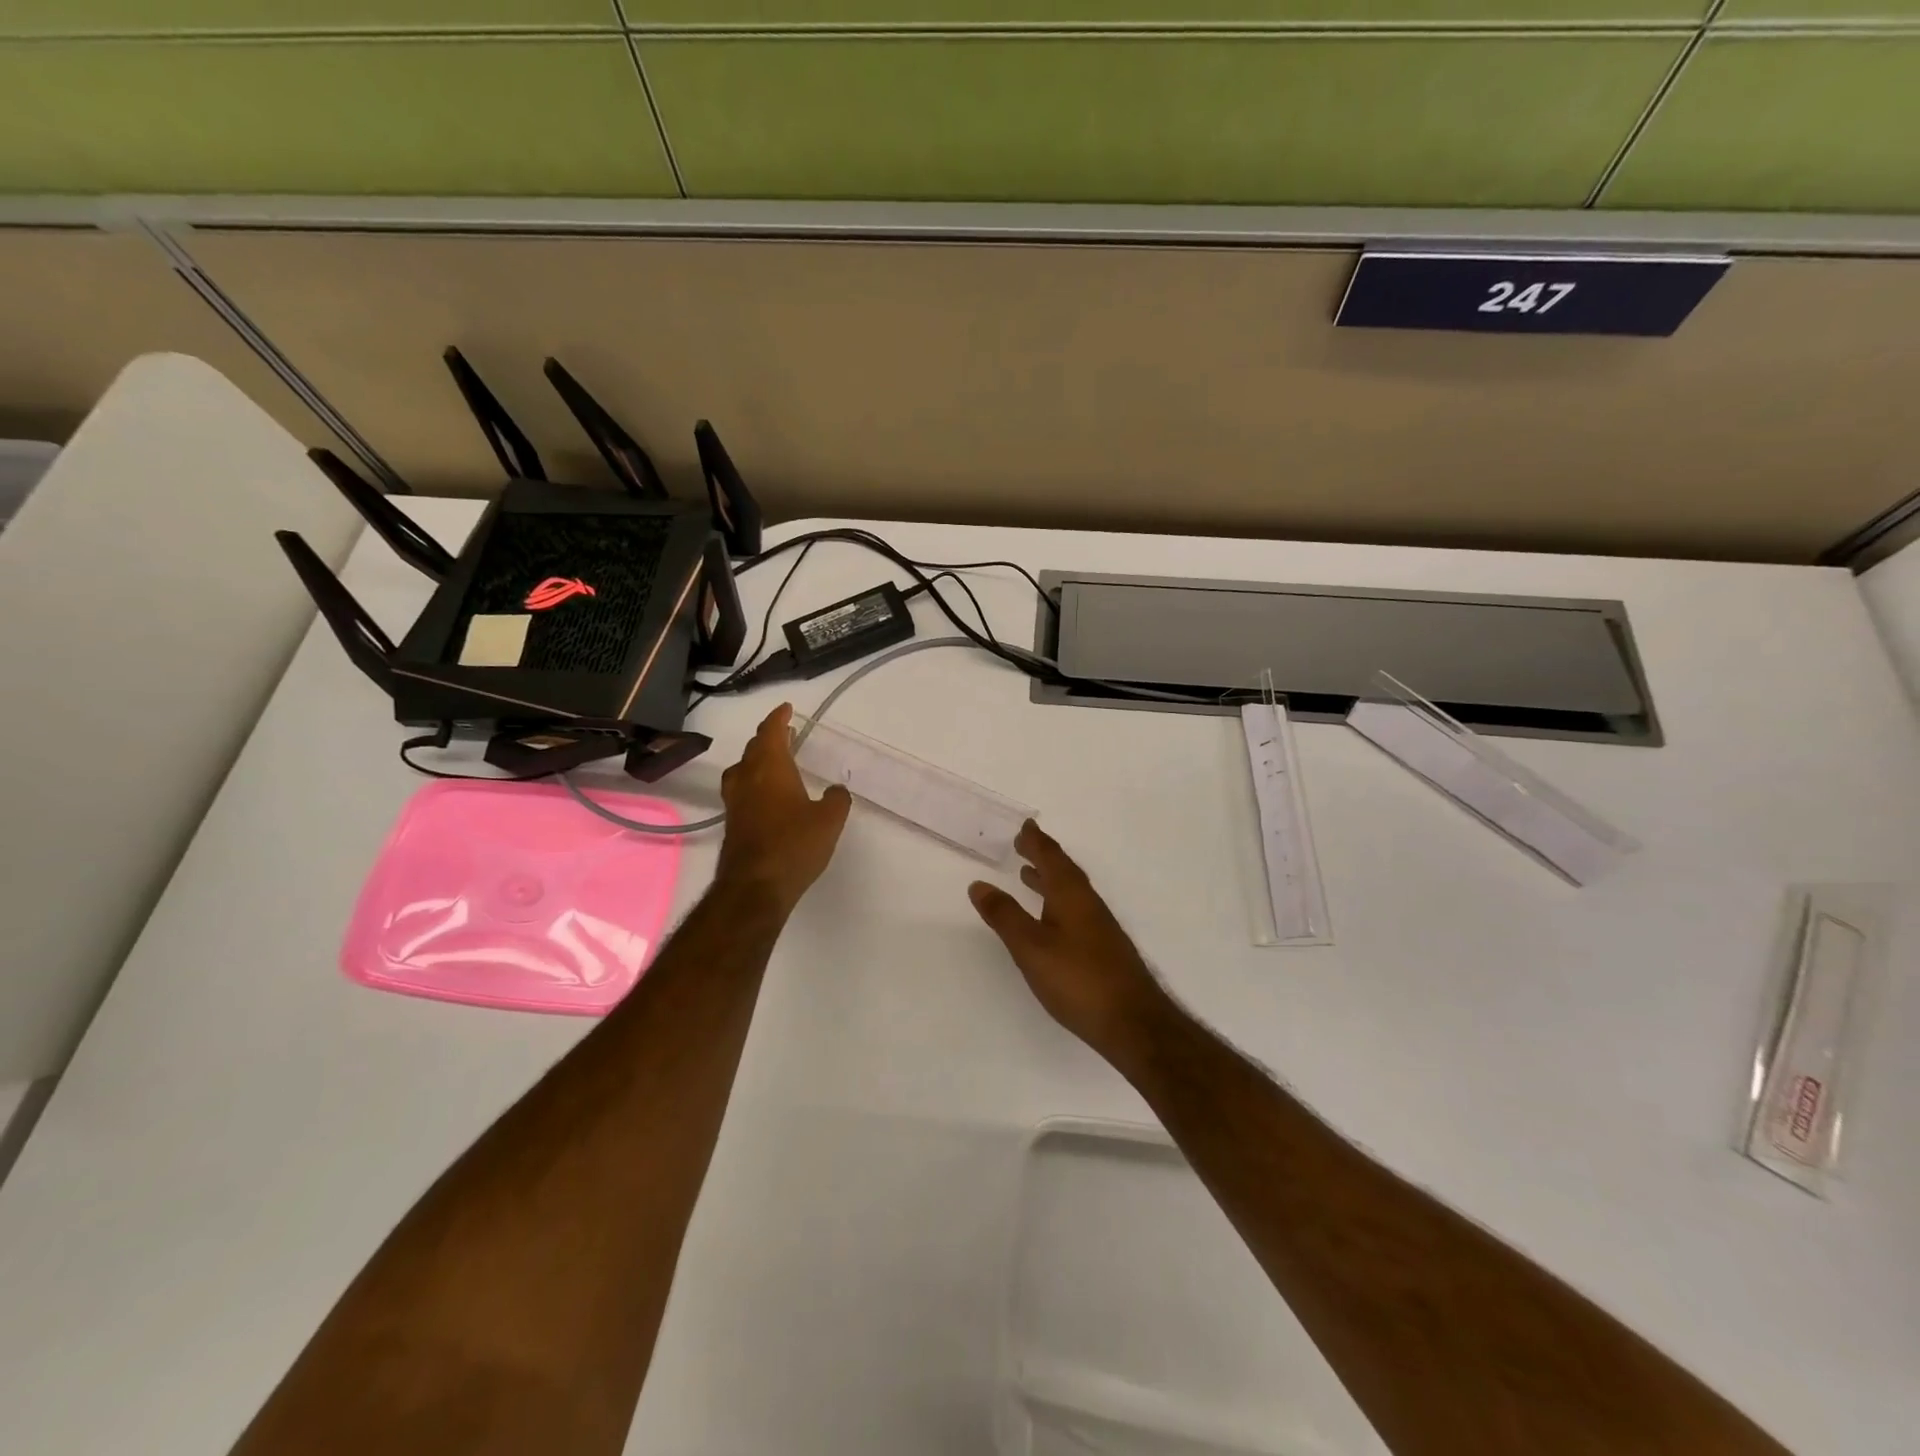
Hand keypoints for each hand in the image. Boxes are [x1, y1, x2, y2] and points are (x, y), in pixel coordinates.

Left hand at [716, 703, 851, 914]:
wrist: (755, 886)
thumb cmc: (794, 845)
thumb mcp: (829, 820)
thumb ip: (836, 799)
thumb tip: (836, 790)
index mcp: (770, 768)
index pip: (771, 732)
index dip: (778, 718)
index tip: (786, 708)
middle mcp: (747, 778)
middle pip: (753, 748)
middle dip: (768, 737)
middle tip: (784, 733)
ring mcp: (736, 802)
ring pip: (743, 769)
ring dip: (757, 760)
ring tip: (773, 762)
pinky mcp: (732, 824)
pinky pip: (742, 791)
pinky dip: (754, 783)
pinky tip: (767, 796)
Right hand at [969, 821, 1170, 1064]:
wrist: (1133, 1022)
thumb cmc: (1078, 980)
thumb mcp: (1031, 947)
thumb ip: (1005, 915)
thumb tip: (979, 884)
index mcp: (1071, 895)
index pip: (1051, 857)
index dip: (1036, 841)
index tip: (1025, 826)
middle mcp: (1088, 903)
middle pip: (1064, 870)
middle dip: (1042, 855)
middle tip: (1023, 844)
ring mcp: (1099, 927)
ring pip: (1070, 891)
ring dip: (1049, 878)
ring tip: (1028, 875)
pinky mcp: (1103, 948)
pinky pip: (1075, 909)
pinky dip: (1057, 901)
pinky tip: (1050, 920)